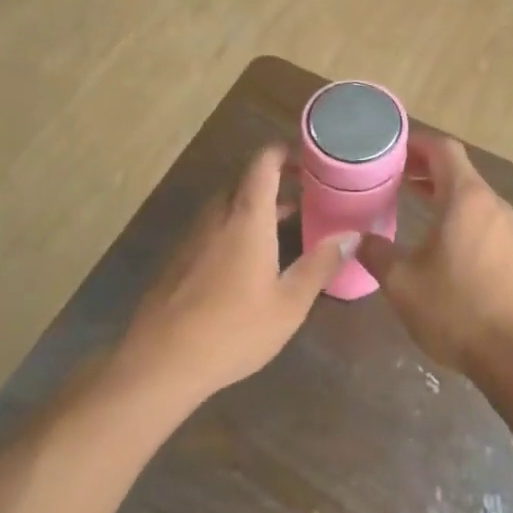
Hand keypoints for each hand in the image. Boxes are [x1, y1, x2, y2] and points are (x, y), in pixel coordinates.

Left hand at [113, 146, 358, 401]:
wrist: (161, 360)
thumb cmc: (234, 329)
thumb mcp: (289, 303)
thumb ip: (320, 265)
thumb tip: (351, 236)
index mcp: (246, 216)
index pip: (264, 162)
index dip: (287, 152)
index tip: (312, 161)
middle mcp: (216, 215)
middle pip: (246, 181)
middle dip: (276, 183)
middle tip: (308, 198)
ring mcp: (192, 236)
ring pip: (228, 205)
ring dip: (256, 207)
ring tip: (287, 229)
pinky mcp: (178, 257)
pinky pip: (213, 227)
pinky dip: (236, 227)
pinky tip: (251, 261)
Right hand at [355, 132, 512, 376]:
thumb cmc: (460, 310)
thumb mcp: (403, 283)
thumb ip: (376, 254)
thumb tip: (357, 239)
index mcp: (467, 198)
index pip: (443, 149)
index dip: (415, 143)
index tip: (389, 149)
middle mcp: (493, 206)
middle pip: (458, 171)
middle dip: (423, 169)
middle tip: (390, 177)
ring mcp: (511, 232)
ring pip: (471, 199)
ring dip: (441, 195)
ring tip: (409, 205)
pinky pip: (483, 223)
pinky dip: (457, 219)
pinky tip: (439, 246)